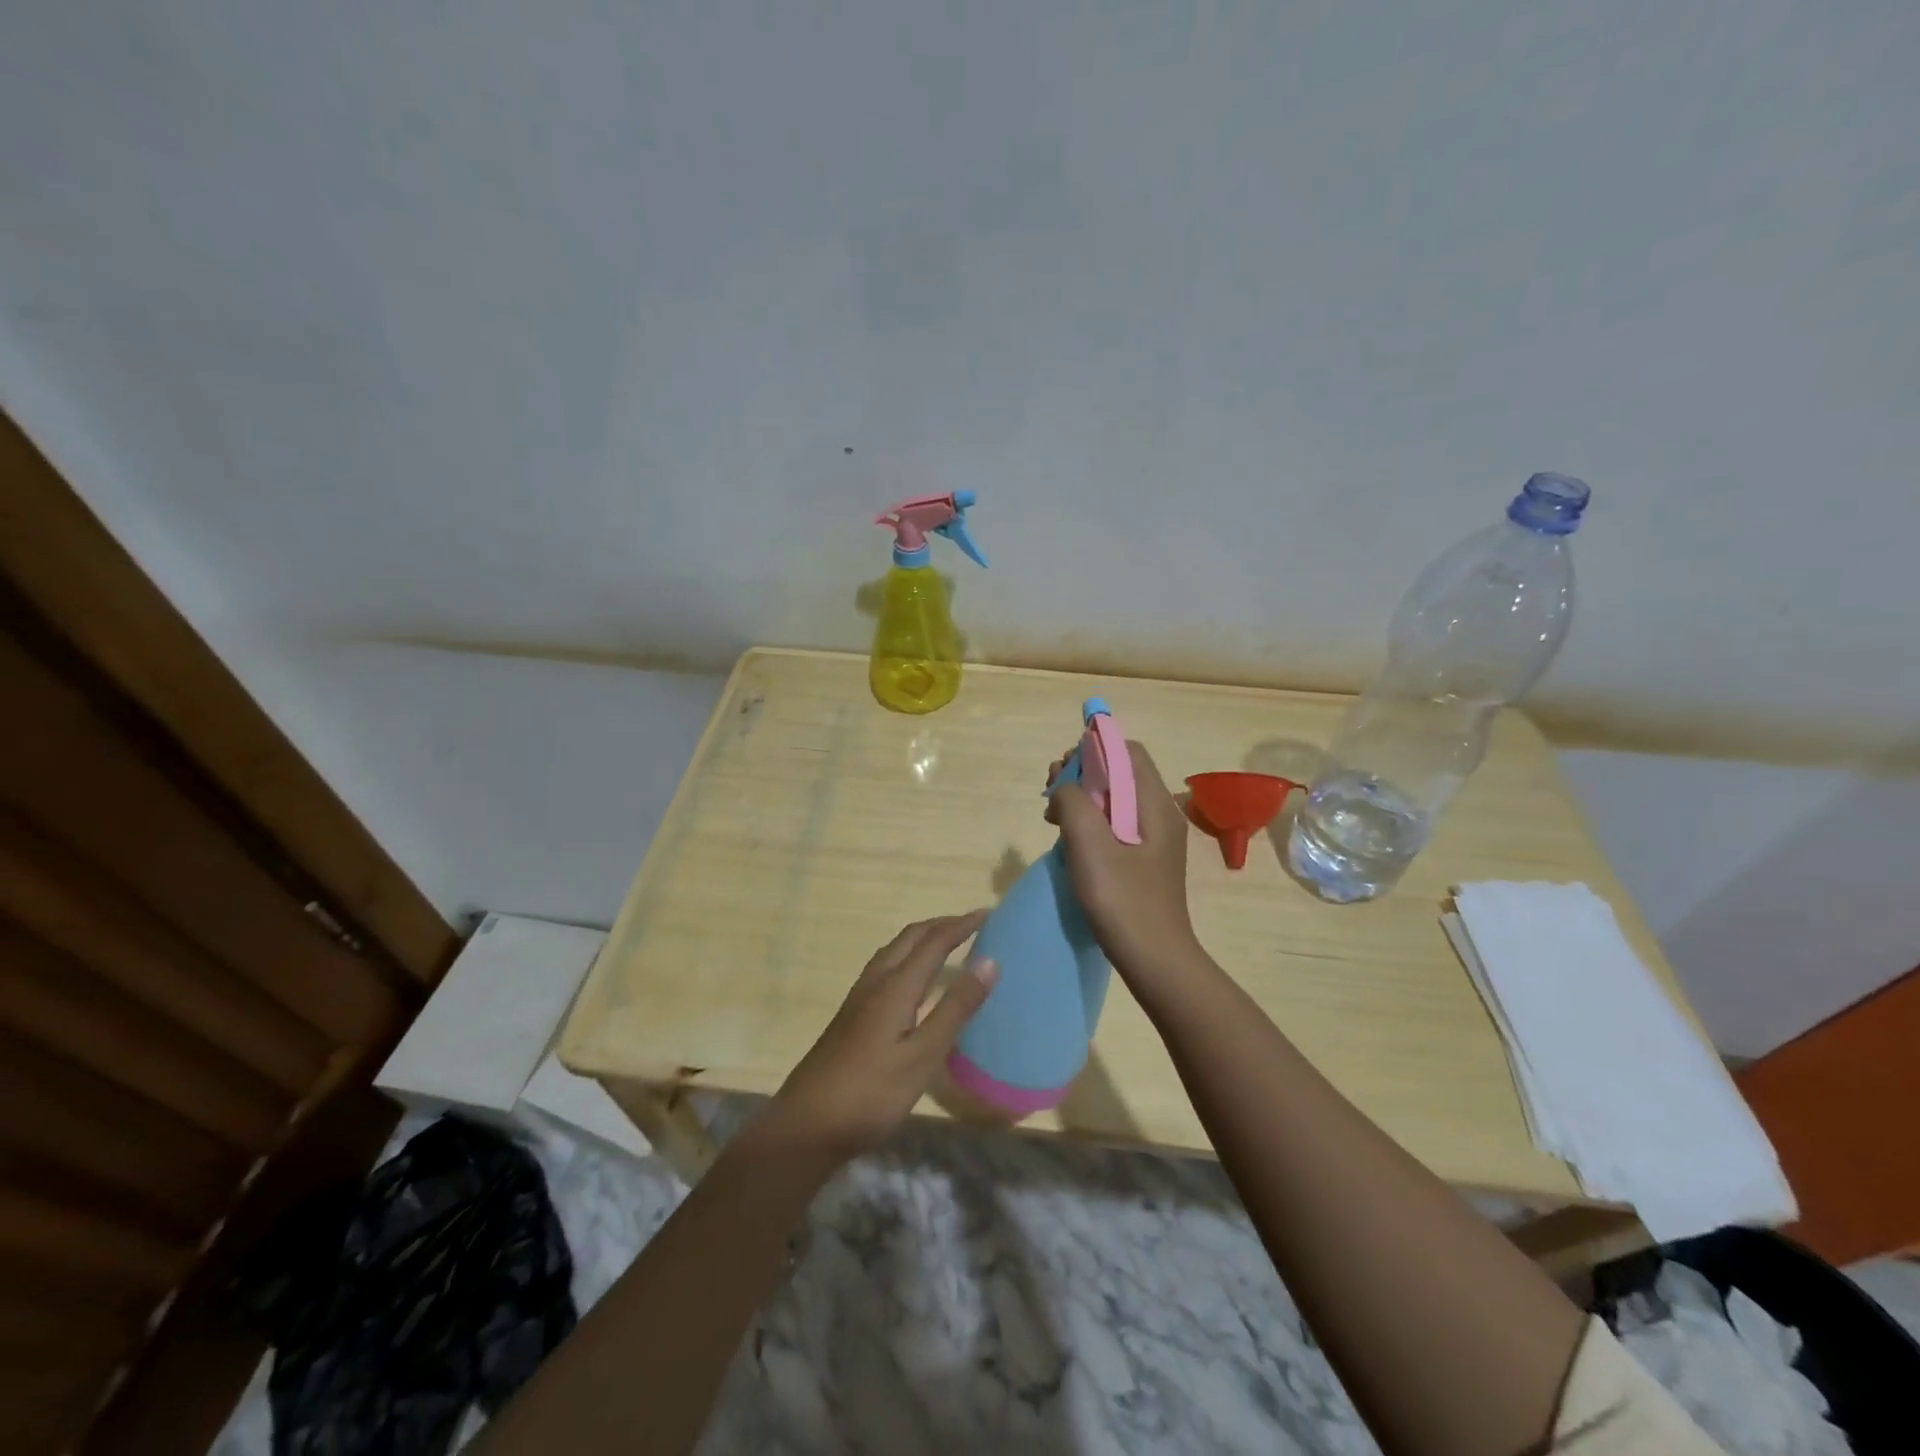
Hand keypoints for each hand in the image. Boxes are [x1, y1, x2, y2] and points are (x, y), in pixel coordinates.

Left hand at [766, 912, 996, 1164]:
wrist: (806, 1125)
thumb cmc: (871, 1093)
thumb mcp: (922, 1055)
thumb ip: (955, 1008)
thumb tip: (989, 961)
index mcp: (895, 986)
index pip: (933, 942)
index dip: (961, 925)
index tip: (988, 914)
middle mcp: (875, 982)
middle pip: (910, 938)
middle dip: (941, 925)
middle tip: (972, 924)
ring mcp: (859, 998)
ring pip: (894, 950)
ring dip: (923, 939)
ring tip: (948, 943)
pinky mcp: (852, 1014)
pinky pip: (887, 967)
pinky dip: (909, 957)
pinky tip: (914, 981)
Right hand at [1047, 740, 1203, 987]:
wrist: (1154, 959)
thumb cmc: (1122, 900)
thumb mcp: (1089, 845)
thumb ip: (1073, 802)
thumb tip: (1065, 789)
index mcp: (1154, 804)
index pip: (1127, 751)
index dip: (1093, 749)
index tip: (1062, 770)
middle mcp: (1159, 814)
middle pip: (1120, 773)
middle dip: (1082, 774)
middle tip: (1051, 795)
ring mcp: (1154, 838)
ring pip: (1114, 799)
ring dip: (1082, 799)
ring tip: (1052, 816)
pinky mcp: (1144, 859)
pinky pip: (1115, 824)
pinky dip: (1090, 821)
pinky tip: (1069, 839)